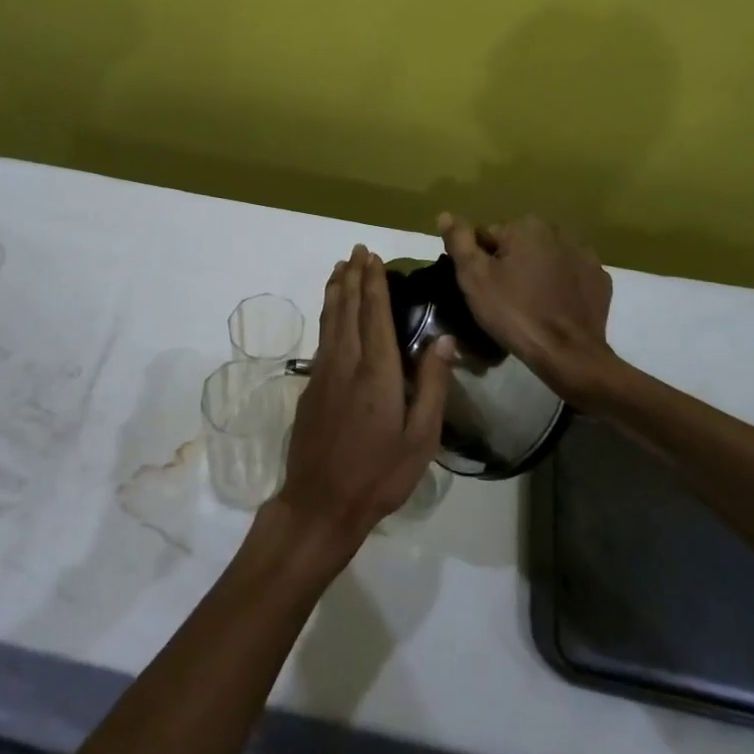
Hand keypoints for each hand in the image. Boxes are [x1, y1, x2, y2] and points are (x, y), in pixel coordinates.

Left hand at [276, 245, 450, 561]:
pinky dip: (328, 315)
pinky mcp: (311, 387)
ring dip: (335, 290)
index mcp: (377, 372)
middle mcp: (346, 362)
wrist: (321, 502)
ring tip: (339, 268)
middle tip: (356, 250)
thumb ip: (432, 386)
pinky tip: (331, 314)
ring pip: (329, 320)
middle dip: (352, 276)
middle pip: (347, 308)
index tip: (374, 257)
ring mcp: (324, 373)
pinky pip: (322, 337)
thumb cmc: (379, 474)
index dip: (374, 283)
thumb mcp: (420, 438)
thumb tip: (443, 340)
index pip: (375, 314)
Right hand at [438, 213, 614, 393]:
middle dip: (508, 265)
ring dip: (535, 274)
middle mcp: (558, 231)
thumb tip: (445, 215)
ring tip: (528, 306)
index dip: (479, 262)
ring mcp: (585, 255)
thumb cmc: (514, 313)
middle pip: (518, 245)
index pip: (487, 236)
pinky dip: (560, 286)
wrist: (569, 354)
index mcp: (526, 226)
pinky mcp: (600, 279)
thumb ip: (459, 241)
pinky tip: (552, 308)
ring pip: (545, 259)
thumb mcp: (474, 278)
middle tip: (502, 299)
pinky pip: (570, 276)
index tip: (482, 288)